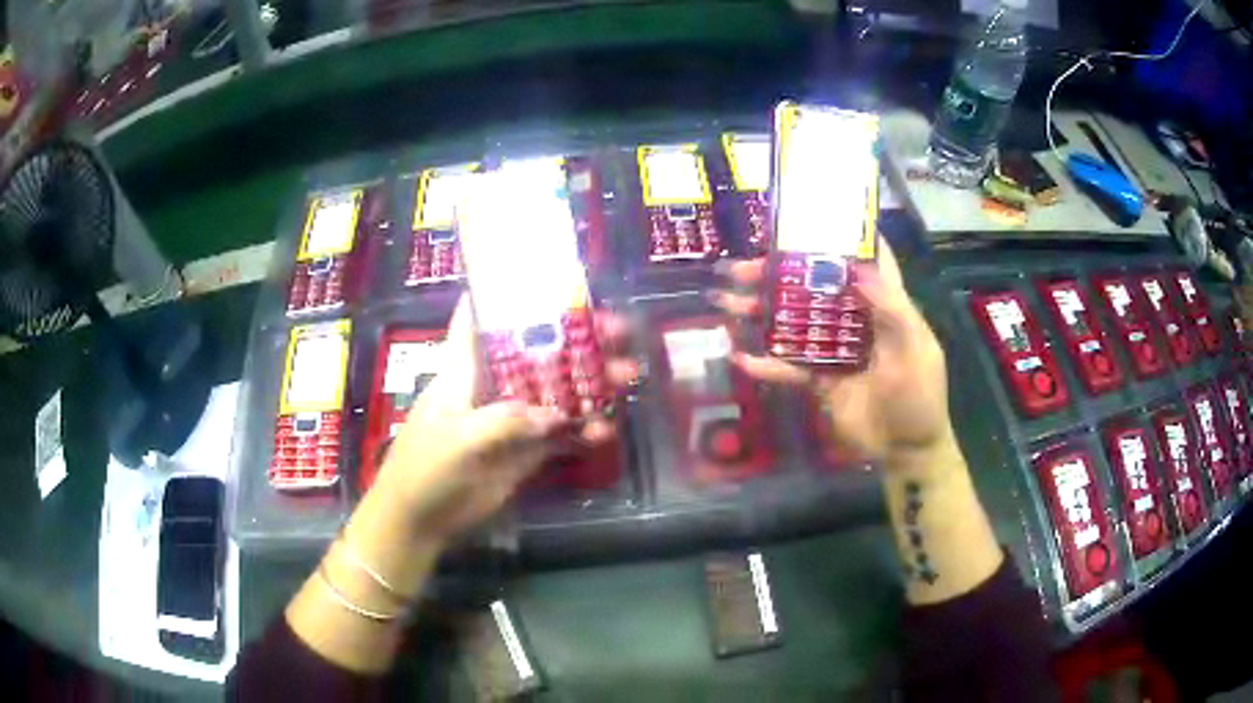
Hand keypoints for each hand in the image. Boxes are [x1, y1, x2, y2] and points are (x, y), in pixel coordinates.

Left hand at [372, 295, 637, 542]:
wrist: (420, 522)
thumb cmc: (425, 469)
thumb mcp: (458, 439)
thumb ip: (505, 421)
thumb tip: (555, 415)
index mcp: (465, 370)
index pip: (479, 319)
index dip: (503, 294)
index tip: (542, 275)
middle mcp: (492, 386)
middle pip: (536, 352)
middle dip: (575, 339)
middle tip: (617, 331)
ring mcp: (511, 419)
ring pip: (556, 391)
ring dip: (591, 384)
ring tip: (627, 379)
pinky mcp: (525, 452)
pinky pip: (561, 434)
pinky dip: (584, 430)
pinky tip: (604, 432)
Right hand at [711, 241, 952, 466]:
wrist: (905, 452)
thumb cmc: (919, 398)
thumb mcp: (913, 352)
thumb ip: (891, 311)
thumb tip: (859, 267)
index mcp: (884, 306)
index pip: (867, 260)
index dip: (845, 235)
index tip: (812, 214)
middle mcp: (855, 320)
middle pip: (815, 287)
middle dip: (779, 274)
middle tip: (742, 267)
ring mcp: (834, 349)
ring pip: (794, 322)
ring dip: (761, 311)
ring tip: (727, 301)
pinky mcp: (820, 379)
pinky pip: (788, 368)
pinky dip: (765, 364)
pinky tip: (739, 357)